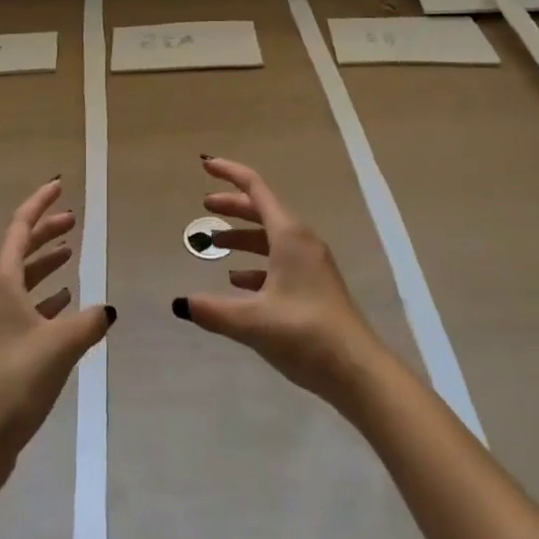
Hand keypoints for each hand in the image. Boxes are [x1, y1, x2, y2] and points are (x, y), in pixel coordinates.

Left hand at [0, 178, 113, 480]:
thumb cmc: (16, 376)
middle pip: (21, 249)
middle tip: (73, 219)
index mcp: (2, 280)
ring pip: (23, 279)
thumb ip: (89, 322)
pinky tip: (67, 304)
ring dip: (46, 264)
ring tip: (72, 255)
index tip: (59, 185)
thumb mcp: (61, 344)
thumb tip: (107, 311)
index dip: (40, 203)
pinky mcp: (0, 347)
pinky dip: (45, 299)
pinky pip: (25, 307)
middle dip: (46, 231)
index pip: (20, 226)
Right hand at [172, 156, 385, 406]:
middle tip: (204, 206)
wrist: (358, 372)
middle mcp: (300, 240)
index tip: (206, 166)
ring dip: (242, 237)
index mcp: (288, 234)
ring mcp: (310, 263)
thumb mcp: (254, 322)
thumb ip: (214, 311)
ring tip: (215, 245)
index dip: (229, 173)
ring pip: (270, 236)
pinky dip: (256, 263)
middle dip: (232, 206)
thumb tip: (180, 303)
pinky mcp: (314, 286)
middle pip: (261, 210)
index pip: (254, 188)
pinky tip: (239, 281)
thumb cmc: (306, 334)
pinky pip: (280, 260)